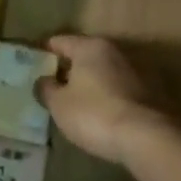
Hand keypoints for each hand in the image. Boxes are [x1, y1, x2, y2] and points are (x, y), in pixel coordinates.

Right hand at [36, 34, 170, 164]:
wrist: (147, 138)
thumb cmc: (94, 114)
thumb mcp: (59, 104)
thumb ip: (46, 88)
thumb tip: (44, 80)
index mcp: (90, 47)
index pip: (59, 41)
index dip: (43, 52)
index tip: (32, 66)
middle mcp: (114, 52)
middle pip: (83, 55)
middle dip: (67, 69)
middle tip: (51, 87)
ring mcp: (135, 71)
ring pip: (102, 73)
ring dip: (89, 84)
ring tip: (74, 104)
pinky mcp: (149, 93)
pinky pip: (117, 90)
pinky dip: (106, 97)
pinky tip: (98, 115)